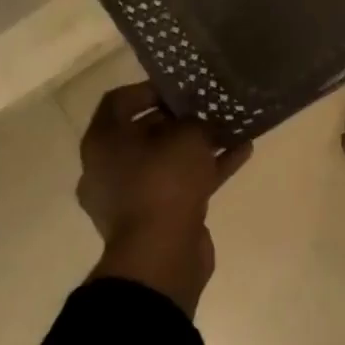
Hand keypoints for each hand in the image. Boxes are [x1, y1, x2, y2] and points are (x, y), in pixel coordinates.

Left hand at [77, 83, 252, 317]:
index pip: (119, 101)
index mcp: (103, 143)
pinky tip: (241, 153)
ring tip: (232, 128)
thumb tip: (198, 120)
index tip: (182, 87)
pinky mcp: (155, 217)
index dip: (150, 88)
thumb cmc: (164, 183)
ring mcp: (130, 196)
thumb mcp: (187, 136)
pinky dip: (207, 169)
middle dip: (180, 118)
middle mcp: (109, 168)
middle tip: (210, 106)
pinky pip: (181, 183)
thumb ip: (194, 119)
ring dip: (197, 144)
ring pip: (166, 159)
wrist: (160, 256)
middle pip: (144, 131)